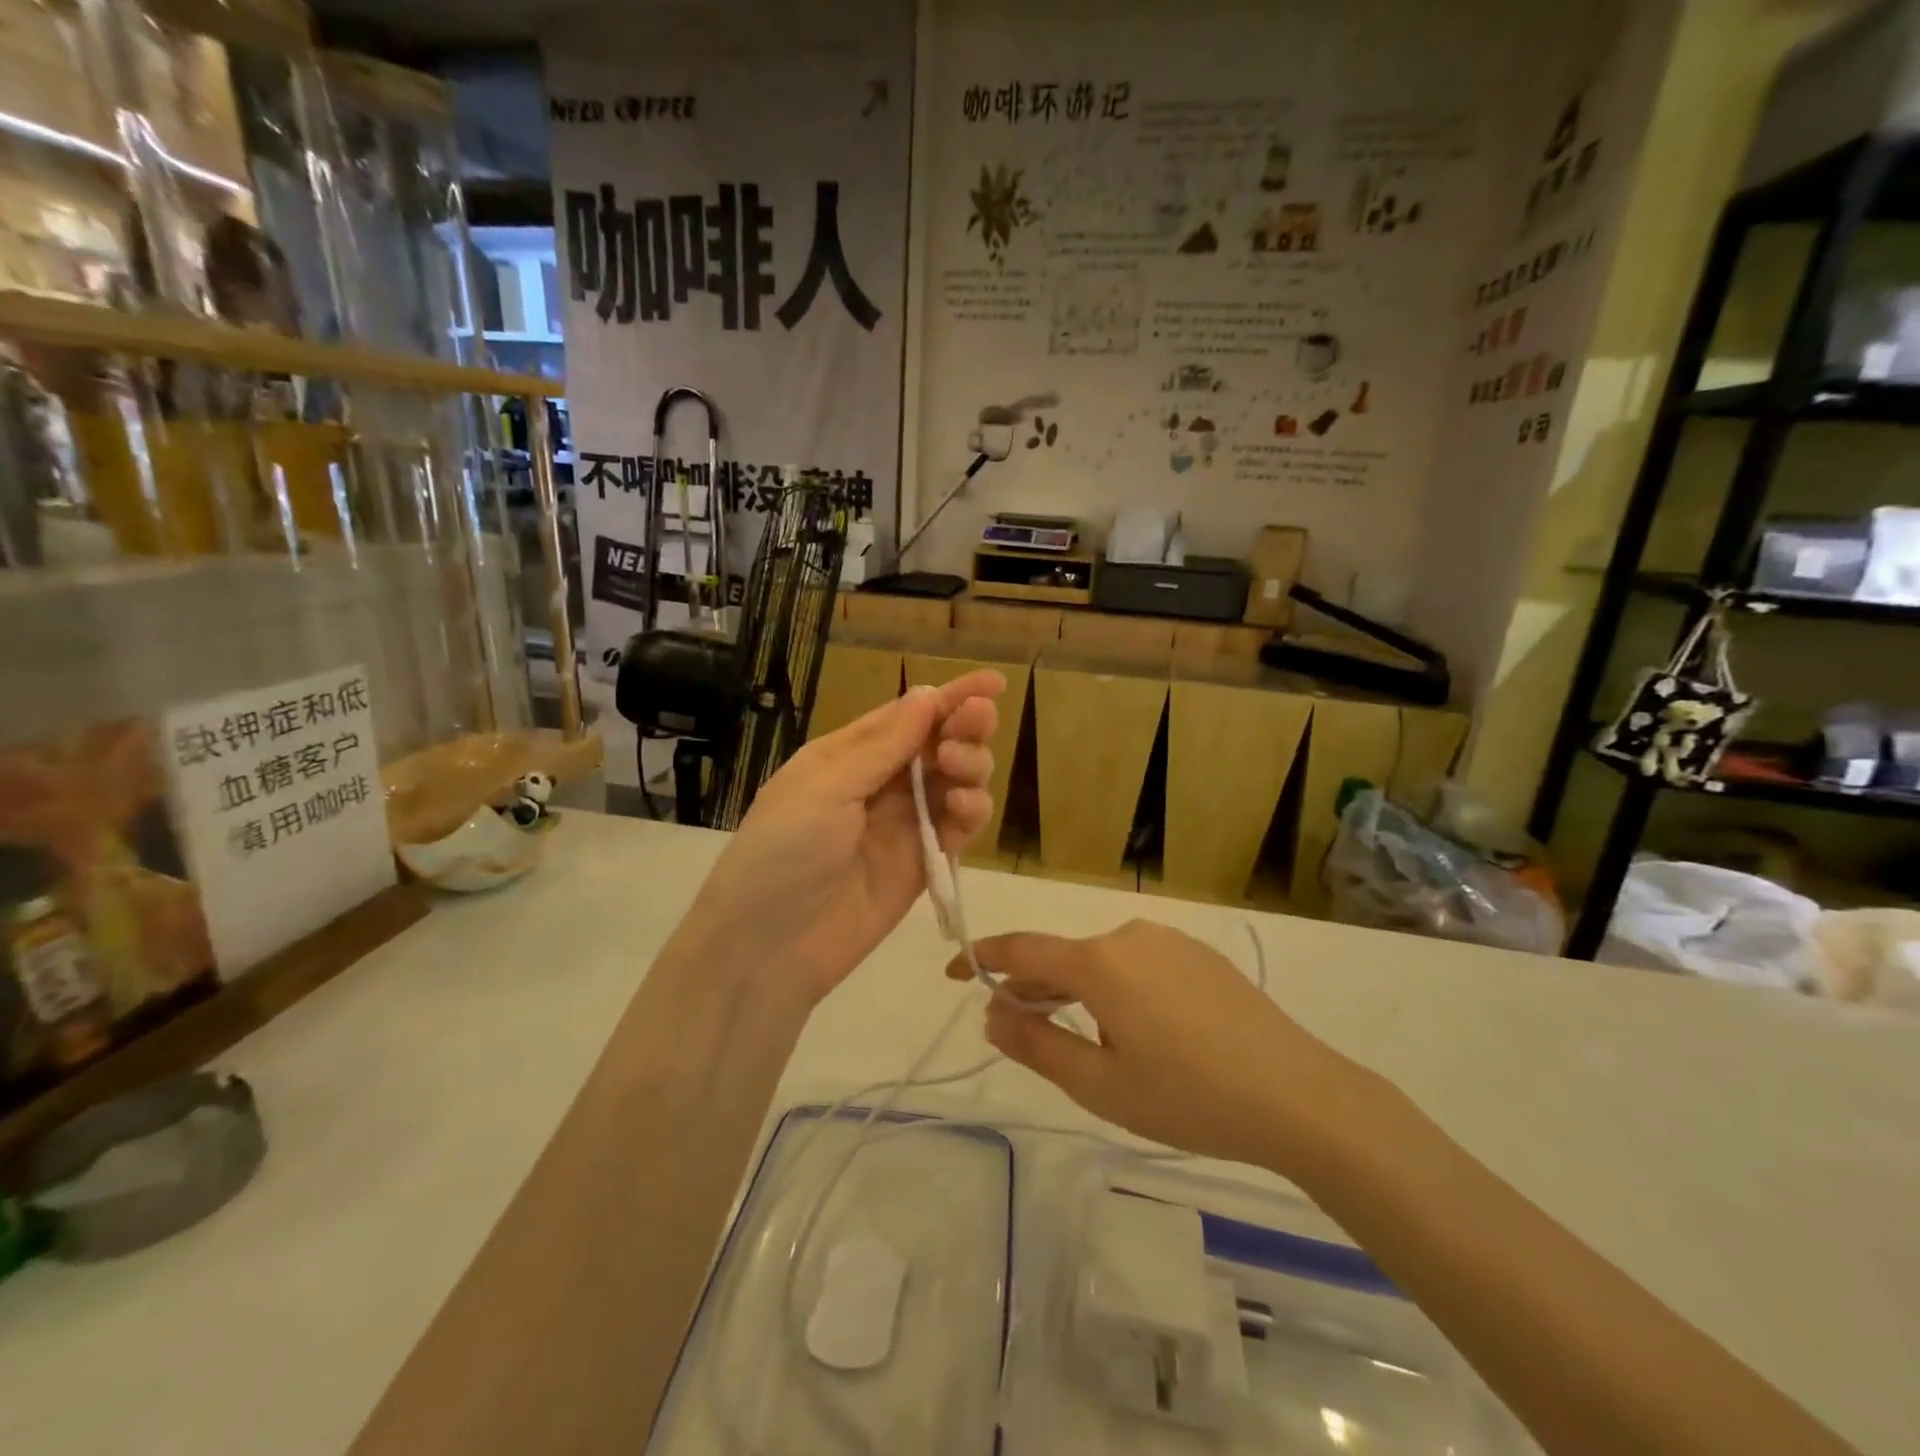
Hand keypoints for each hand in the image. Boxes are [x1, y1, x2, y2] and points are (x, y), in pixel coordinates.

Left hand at [680, 672, 1004, 1007]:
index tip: (995, 682)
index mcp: (849, 755)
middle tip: (976, 725)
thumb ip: (883, 746)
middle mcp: (880, 784)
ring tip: (960, 770)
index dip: (952, 696)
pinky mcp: (923, 864)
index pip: (908, 715)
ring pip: (956, 782)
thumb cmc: (783, 852)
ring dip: (970, 767)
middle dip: (965, 728)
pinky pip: (958, 827)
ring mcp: (904, 825)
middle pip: (938, 744)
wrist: (767, 948)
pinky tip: (965, 808)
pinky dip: (970, 812)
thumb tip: (928, 695)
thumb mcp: (825, 788)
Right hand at [950, 920, 1363, 1169]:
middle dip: (1030, 985)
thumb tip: (990, 1014)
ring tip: (1069, 1030)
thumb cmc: (1189, 1096)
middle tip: (1008, 1020)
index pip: (1022, 949)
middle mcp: (1130, 936)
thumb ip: (1036, 1045)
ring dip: (1074, 989)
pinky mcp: (1199, 955)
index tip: (954, 970)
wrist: (1299, 1096)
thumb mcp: (1101, 1085)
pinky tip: (1131, 1026)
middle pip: (1063, 956)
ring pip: (1101, 960)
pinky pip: (1137, 963)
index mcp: (1099, 961)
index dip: (983, 957)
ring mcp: (1169, 941)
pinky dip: (1113, 986)